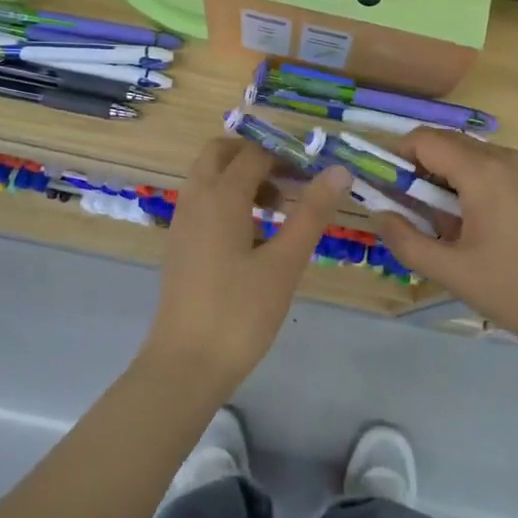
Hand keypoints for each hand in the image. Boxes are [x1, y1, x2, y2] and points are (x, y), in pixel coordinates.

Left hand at [142, 137, 350, 386]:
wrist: (186, 364)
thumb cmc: (240, 312)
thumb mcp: (285, 262)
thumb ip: (311, 213)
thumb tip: (338, 172)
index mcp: (220, 196)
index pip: (255, 153)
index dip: (287, 154)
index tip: (317, 169)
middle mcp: (195, 199)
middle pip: (220, 153)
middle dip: (256, 156)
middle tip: (291, 180)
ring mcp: (182, 222)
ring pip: (208, 178)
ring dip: (240, 178)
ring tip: (278, 208)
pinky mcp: (179, 246)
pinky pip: (202, 203)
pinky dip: (226, 200)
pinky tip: (253, 236)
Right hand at [368, 129, 517, 352]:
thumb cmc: (516, 289)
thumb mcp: (451, 271)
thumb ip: (405, 240)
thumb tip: (378, 213)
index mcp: (482, 171)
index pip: (423, 140)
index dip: (393, 157)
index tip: (378, 187)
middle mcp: (503, 158)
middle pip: (444, 144)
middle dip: (415, 171)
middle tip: (403, 212)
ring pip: (465, 158)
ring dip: (440, 181)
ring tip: (436, 227)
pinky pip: (486, 171)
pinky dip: (464, 187)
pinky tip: (466, 229)